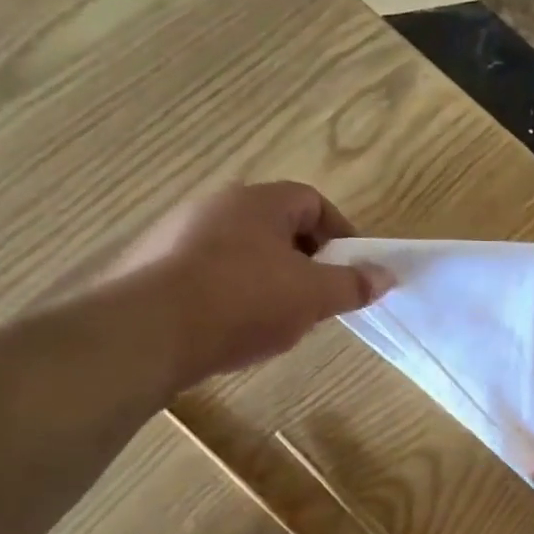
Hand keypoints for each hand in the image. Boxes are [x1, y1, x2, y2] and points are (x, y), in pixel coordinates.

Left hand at [98, 183, 391, 388]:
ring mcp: (178, 234)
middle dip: (306, 261)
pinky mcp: (153, 267)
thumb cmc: (243, 300)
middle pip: (277, 226)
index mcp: (258, 201)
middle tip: (318, 297)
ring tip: (278, 319)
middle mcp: (216, 205)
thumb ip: (354, 284)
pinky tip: (234, 329)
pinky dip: (233, 294)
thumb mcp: (313, 296)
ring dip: (269, 279)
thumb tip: (387, 275)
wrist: (146, 332)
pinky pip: (209, 272)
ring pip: (243, 251)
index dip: (340, 234)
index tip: (351, 270)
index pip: (312, 201)